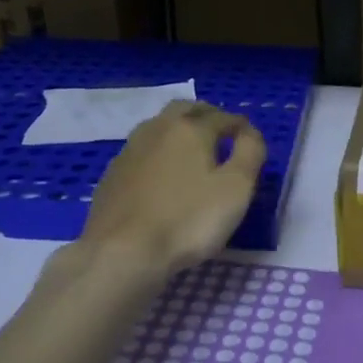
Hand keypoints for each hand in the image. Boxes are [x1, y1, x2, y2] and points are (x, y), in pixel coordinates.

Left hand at [81, 102, 266, 277]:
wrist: (121, 252)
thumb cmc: (188, 219)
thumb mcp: (236, 188)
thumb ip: (250, 153)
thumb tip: (250, 133)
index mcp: (191, 128)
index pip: (223, 117)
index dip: (241, 126)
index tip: (250, 139)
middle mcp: (158, 129)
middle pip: (185, 110)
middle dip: (206, 115)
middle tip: (220, 133)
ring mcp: (130, 150)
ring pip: (159, 126)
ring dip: (178, 130)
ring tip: (192, 151)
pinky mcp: (112, 174)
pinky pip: (141, 151)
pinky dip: (158, 153)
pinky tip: (161, 174)